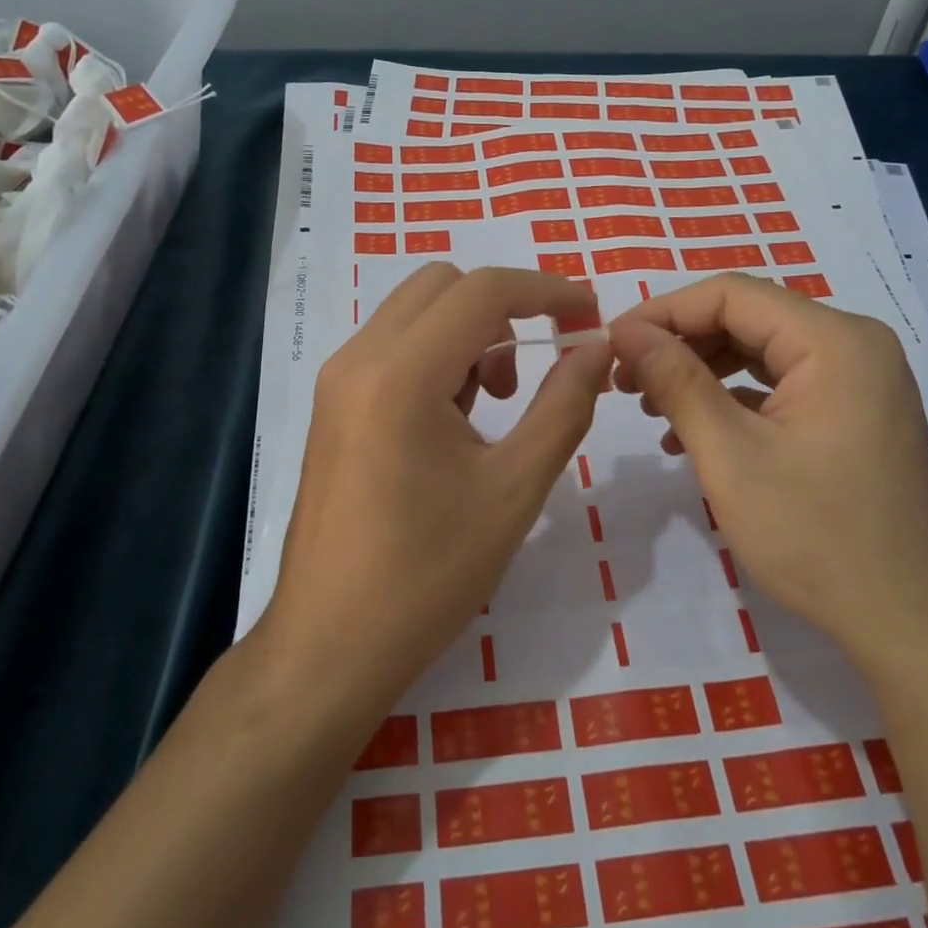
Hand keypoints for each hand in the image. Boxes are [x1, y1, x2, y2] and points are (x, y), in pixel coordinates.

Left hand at [259, 264, 610, 712]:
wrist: (331, 642)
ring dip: (469, 332)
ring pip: (414, 312)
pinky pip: (392, 348)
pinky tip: (459, 420)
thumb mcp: (514, 490)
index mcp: (400, 374)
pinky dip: (438, 356)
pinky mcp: (333, 405)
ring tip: (501, 402)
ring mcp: (337, 380)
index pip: (483, 291)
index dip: (547, 290)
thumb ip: (563, 406)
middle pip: (442, 285)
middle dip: (504, 307)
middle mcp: (358, 358)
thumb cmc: (429, 573)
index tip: (591, 314)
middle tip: (541, 362)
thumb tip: (596, 348)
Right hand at [607, 274, 927, 673]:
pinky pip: (781, 386)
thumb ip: (676, 382)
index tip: (611, 344)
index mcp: (834, 341)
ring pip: (760, 353)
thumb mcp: (730, 455)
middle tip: (623, 380)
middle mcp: (854, 345)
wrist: (910, 623)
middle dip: (679, 344)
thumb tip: (626, 331)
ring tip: (649, 406)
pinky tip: (690, 435)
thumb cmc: (816, 536)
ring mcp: (859, 381)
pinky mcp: (854, 414)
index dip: (662, 313)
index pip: (730, 295)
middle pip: (747, 319)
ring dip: (700, 372)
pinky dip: (733, 400)